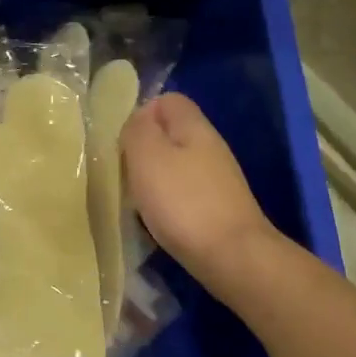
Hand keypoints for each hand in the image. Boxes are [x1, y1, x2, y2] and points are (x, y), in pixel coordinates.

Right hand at [121, 93, 278, 290]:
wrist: (232, 256)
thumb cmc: (183, 202)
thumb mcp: (147, 156)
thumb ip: (137, 129)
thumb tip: (138, 119)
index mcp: (194, 126)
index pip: (168, 100)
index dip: (142, 114)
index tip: (123, 142)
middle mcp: (210, 146)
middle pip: (171, 134)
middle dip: (144, 150)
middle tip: (125, 173)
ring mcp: (218, 179)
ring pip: (176, 165)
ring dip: (154, 179)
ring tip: (137, 200)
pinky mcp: (218, 208)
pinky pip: (184, 193)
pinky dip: (168, 202)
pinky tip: (158, 221)